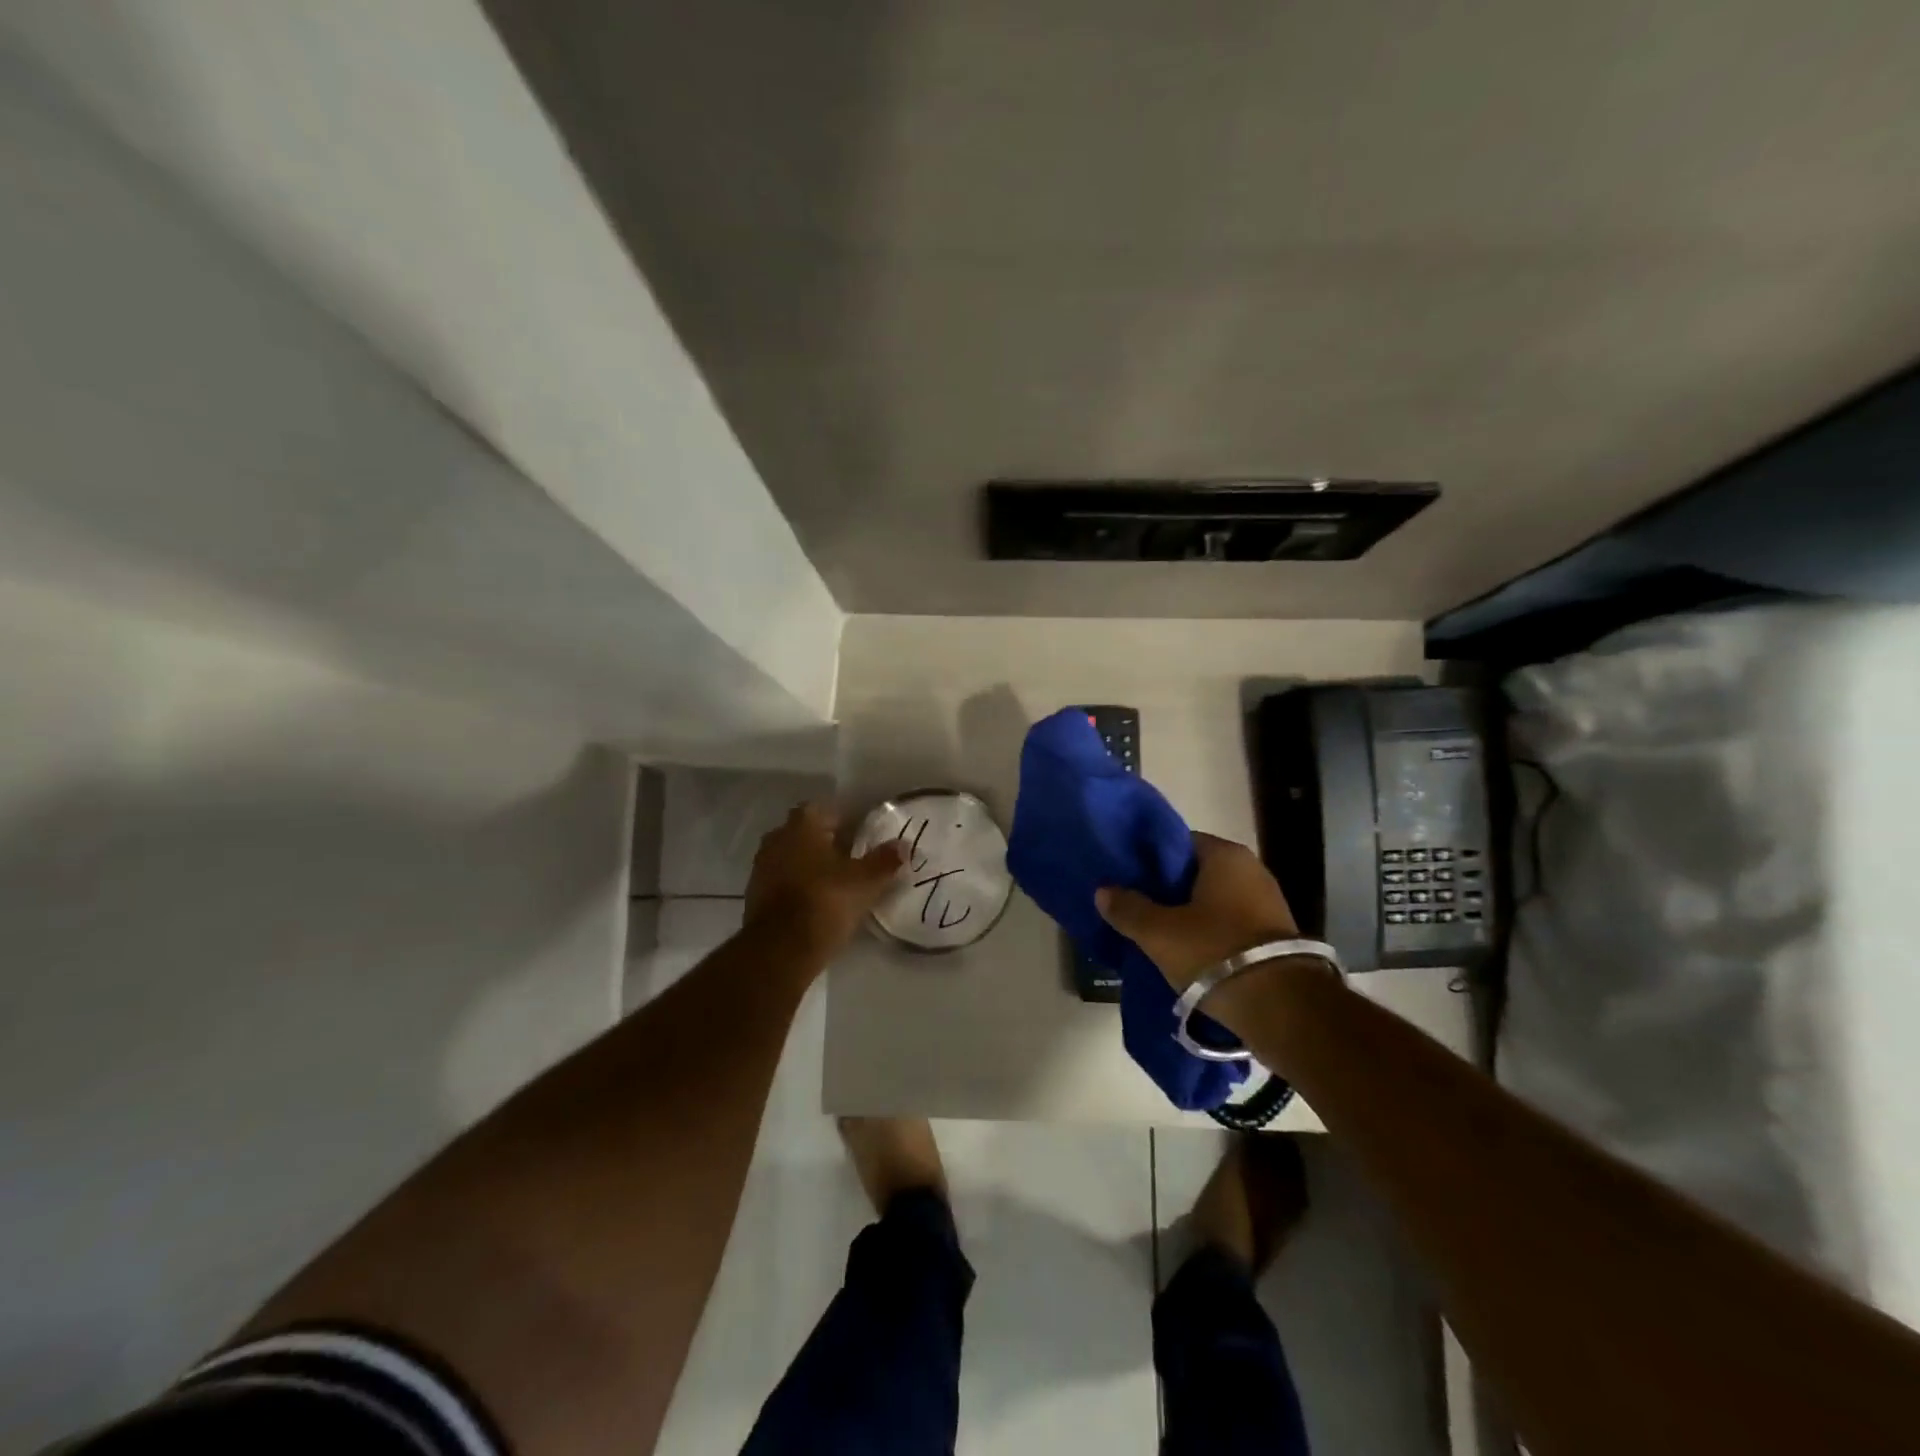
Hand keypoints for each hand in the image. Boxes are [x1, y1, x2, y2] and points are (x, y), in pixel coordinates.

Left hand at [745, 803, 904, 960]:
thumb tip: (905, 845)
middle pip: (804, 832)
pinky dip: (797, 885)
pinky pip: (781, 880)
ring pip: (791, 856)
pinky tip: (816, 900)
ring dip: (809, 863)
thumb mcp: (865, 882)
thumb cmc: (825, 902)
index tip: (860, 832)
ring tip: (836, 880)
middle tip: (851, 855)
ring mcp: (762, 868)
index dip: (841, 818)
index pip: (822, 808)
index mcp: (802, 826)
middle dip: (825, 841)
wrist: (779, 949)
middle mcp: (777, 839)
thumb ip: (885, 861)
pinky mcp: (754, 896)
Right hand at [1095, 832, 1301, 991]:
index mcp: (1225, 855)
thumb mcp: (1158, 932)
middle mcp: (1251, 870)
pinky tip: (1188, 953)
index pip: (1178, 843)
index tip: (1128, 878)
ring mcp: (1268, 904)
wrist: (1283, 1008)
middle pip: (1196, 873)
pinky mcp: (1275, 937)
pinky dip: (1209, 935)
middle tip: (1137, 907)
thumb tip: (1103, 891)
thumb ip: (1128, 908)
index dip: (1150, 859)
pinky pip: (1231, 926)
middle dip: (1168, 890)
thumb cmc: (1215, 952)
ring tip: (1158, 934)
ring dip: (1189, 915)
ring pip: (1214, 902)